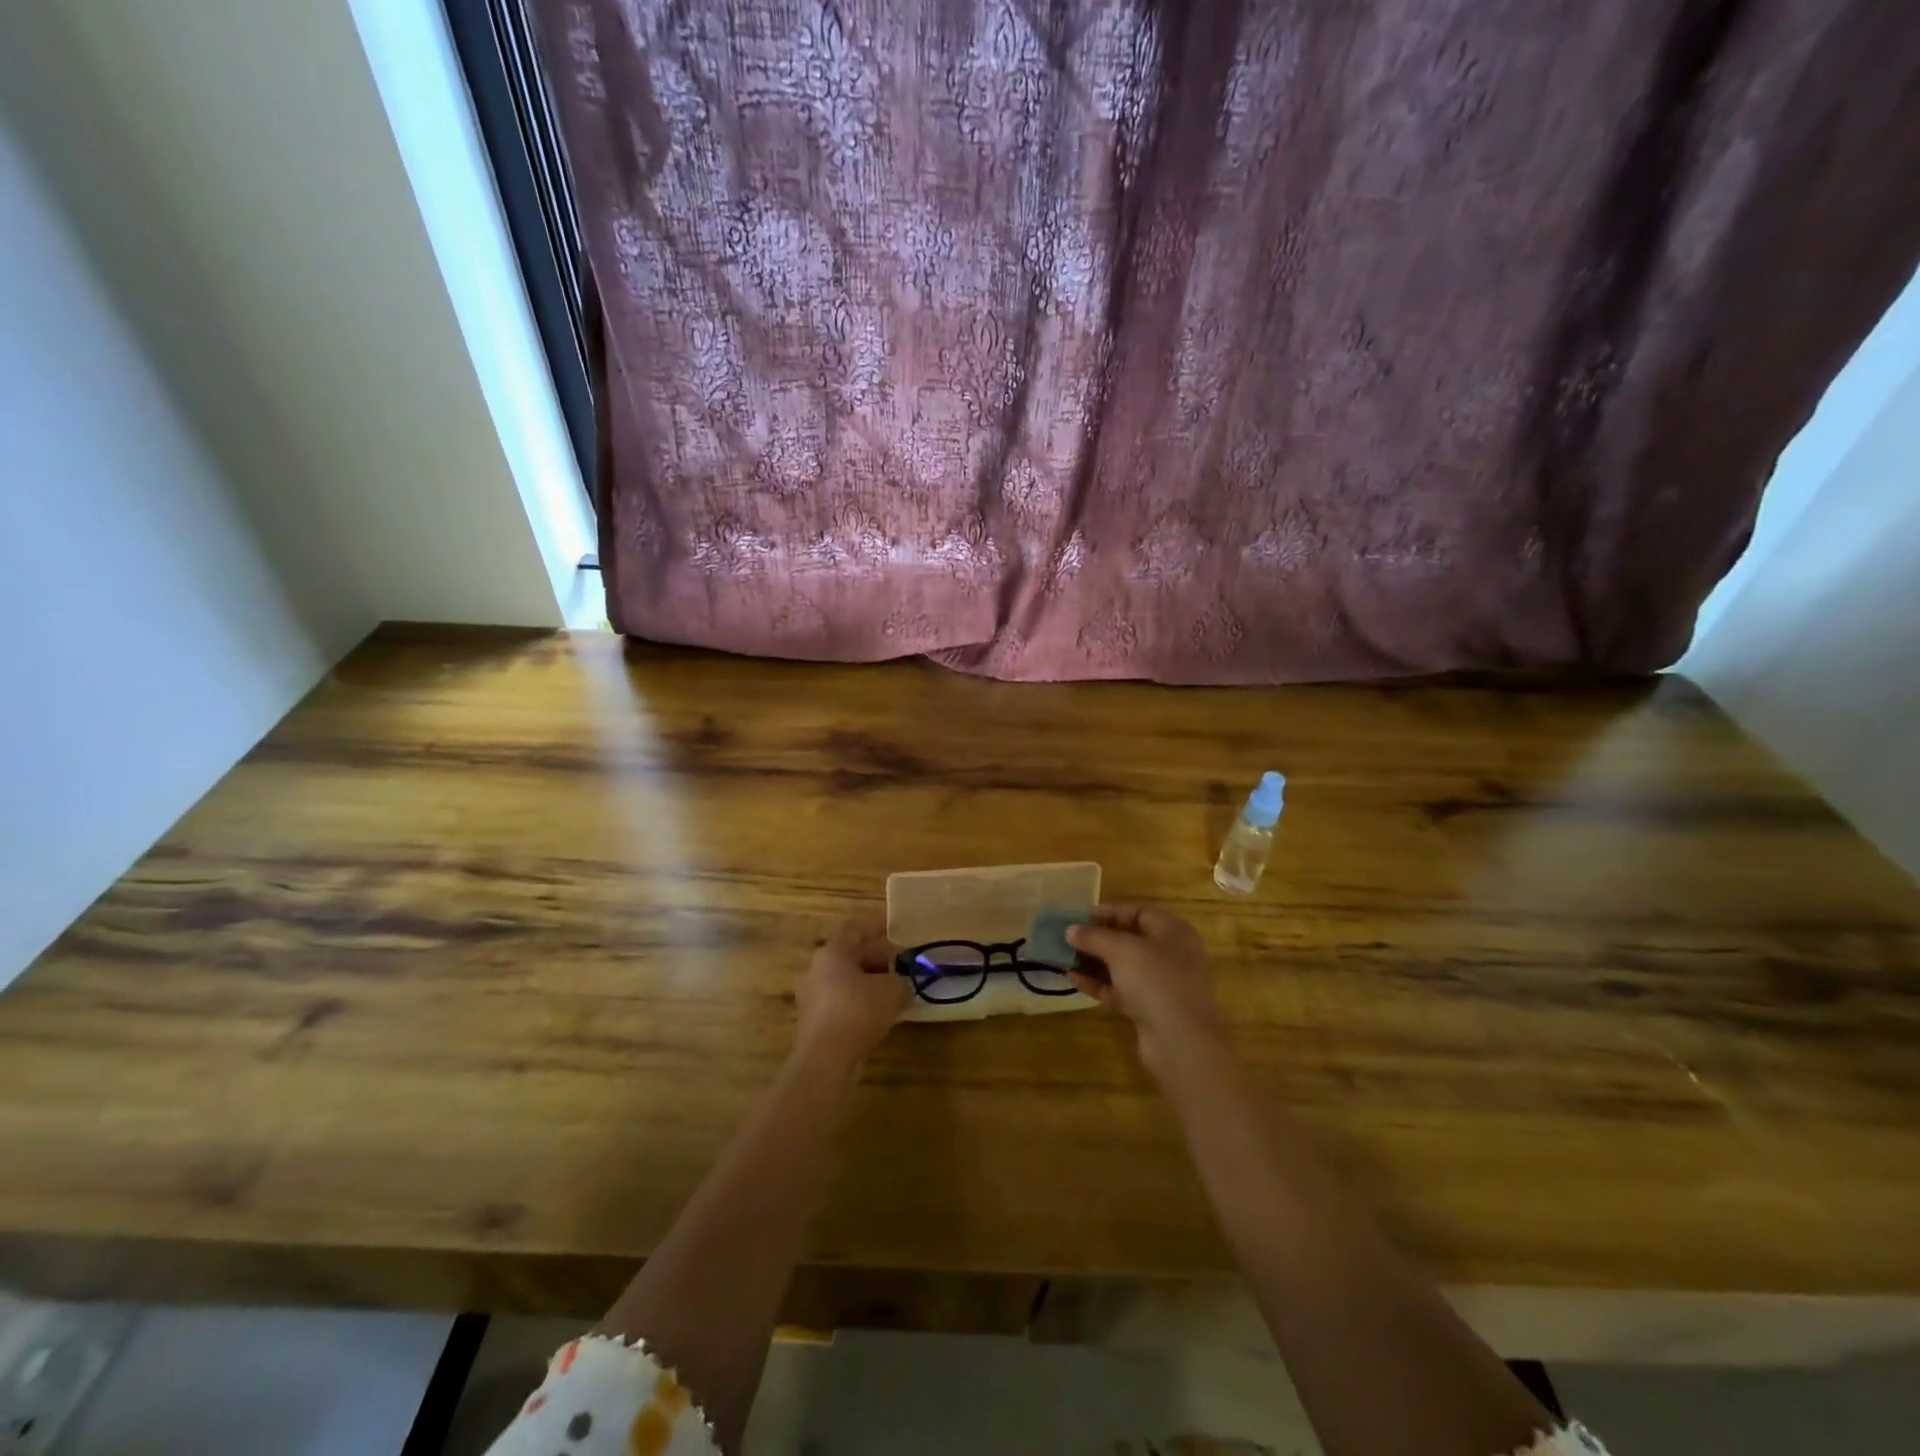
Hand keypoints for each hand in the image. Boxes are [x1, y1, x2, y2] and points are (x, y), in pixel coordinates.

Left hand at [794, 914, 908, 1067]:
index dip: (877, 923)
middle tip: (901, 961)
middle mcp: (817, 970)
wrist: (826, 1060)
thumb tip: (902, 985)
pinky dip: (862, 1002)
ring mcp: (813, 997)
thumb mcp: (892, 990)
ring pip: (847, 980)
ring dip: (871, 981)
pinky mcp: (816, 1022)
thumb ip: (902, 981)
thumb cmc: (858, 1011)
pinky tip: (882, 1013)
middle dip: (877, 957)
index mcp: (832, 952)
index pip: (855, 928)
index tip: (894, 924)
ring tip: (896, 988)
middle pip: (850, 955)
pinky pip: (844, 1003)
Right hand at [1067, 905, 1225, 1077]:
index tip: (1078, 917)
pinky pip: (1121, 990)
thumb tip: (1070, 929)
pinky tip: (1072, 979)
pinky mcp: (1151, 1009)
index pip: (1137, 912)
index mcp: (1173, 932)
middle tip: (1067, 938)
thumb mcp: (1121, 950)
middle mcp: (1171, 955)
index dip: (1107, 913)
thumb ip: (1094, 937)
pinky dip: (1099, 984)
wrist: (1181, 1043)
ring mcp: (1161, 984)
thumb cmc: (1156, 981)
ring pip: (1123, 967)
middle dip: (1097, 939)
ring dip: (1094, 962)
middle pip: (1129, 940)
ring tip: (1064, 958)